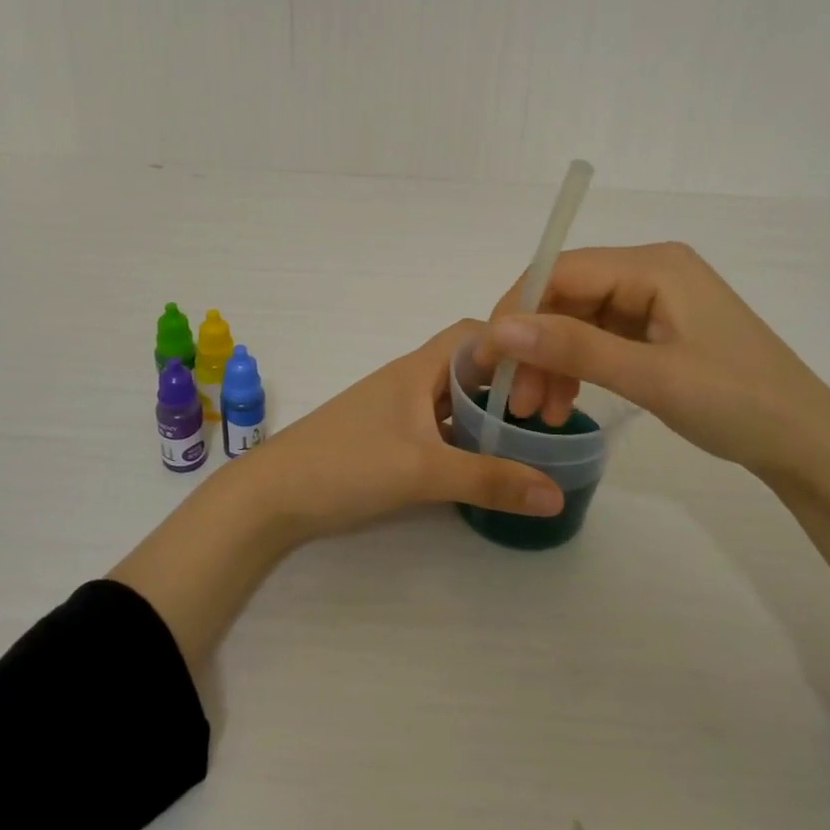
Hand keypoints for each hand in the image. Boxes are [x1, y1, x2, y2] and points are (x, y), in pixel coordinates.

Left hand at [224, 319, 564, 544]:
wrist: (272, 496)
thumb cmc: (346, 465)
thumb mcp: (422, 471)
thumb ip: (489, 480)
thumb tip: (557, 492)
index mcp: (418, 369)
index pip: (475, 333)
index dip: (514, 344)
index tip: (552, 373)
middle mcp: (410, 381)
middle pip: (469, 366)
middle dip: (509, 384)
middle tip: (549, 415)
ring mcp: (396, 411)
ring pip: (453, 399)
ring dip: (487, 414)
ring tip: (528, 441)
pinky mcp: (387, 439)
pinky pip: (438, 427)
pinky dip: (464, 438)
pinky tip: (482, 465)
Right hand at [475, 243, 829, 483]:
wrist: (809, 446)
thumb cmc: (738, 404)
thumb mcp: (651, 377)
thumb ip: (574, 348)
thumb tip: (500, 328)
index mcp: (654, 265)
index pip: (561, 271)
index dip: (517, 309)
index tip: (488, 356)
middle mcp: (651, 272)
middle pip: (567, 296)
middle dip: (535, 345)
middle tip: (514, 398)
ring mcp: (655, 301)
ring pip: (578, 321)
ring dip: (552, 362)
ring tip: (537, 412)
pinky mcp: (658, 330)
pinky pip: (599, 340)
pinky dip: (577, 369)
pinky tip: (564, 404)